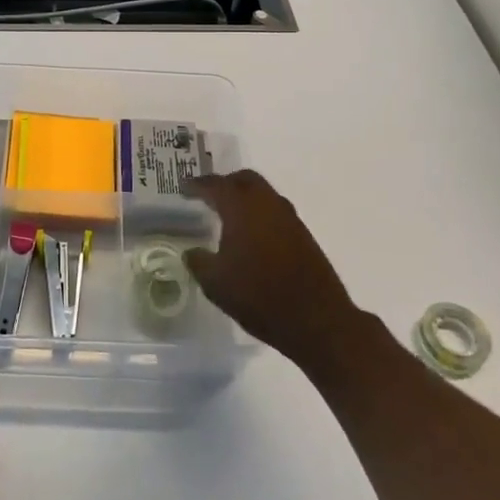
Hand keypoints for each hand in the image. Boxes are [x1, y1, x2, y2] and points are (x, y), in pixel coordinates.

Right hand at [182, 170, 361, 370]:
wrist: (316, 320)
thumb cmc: (258, 296)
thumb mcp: (215, 283)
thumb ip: (199, 262)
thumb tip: (192, 252)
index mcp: (241, 208)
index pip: (215, 185)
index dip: (196, 185)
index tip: (183, 187)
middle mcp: (267, 204)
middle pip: (245, 179)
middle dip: (225, 183)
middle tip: (208, 195)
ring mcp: (289, 218)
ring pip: (263, 194)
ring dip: (245, 198)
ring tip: (229, 215)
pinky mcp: (303, 235)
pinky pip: (275, 212)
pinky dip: (260, 214)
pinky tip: (252, 235)